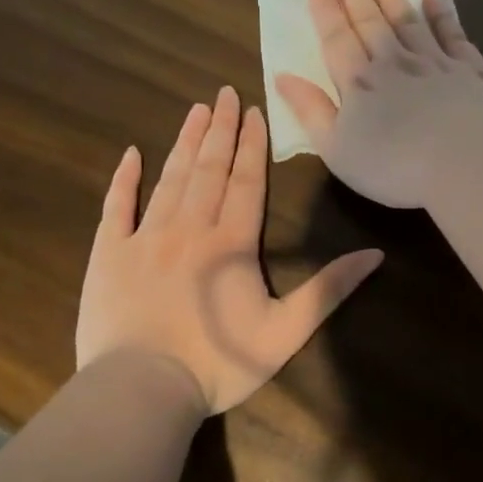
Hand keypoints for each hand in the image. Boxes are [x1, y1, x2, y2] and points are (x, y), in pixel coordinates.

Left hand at [75, 86, 383, 414]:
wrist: (141, 389)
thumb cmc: (219, 363)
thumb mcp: (286, 332)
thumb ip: (328, 290)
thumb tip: (375, 255)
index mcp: (231, 243)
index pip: (245, 181)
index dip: (251, 144)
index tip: (252, 110)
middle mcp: (189, 228)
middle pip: (208, 169)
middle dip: (219, 130)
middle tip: (223, 92)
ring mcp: (144, 238)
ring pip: (169, 179)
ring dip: (183, 143)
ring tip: (194, 110)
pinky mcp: (108, 254)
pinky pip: (115, 207)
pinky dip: (124, 179)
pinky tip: (130, 154)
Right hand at [274, 0, 482, 208]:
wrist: (466, 165)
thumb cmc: (394, 166)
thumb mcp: (337, 149)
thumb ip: (311, 111)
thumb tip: (283, 76)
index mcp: (360, 83)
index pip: (337, 39)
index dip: (326, 10)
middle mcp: (395, 62)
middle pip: (370, 21)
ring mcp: (436, 63)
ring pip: (408, 20)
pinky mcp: (470, 70)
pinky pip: (453, 34)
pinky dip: (442, 14)